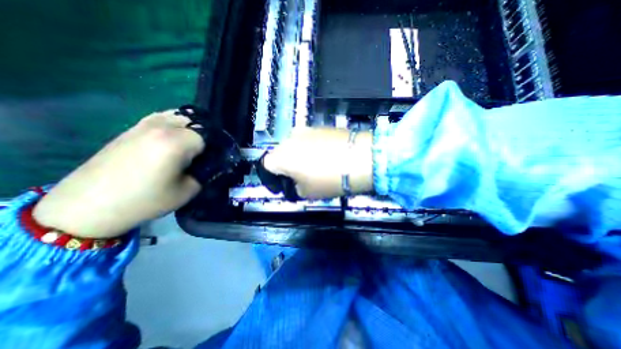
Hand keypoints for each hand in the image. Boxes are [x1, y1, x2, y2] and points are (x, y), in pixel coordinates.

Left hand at [33, 110, 203, 239]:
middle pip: (197, 123)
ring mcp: (145, 124)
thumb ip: (206, 173)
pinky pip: (163, 118)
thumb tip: (215, 164)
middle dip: (208, 137)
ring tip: (194, 146)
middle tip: (208, 154)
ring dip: (193, 128)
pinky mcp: (133, 128)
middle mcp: (162, 126)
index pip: (210, 136)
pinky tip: (176, 139)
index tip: (220, 159)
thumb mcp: (188, 191)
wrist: (89, 205)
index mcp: (176, 141)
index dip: (218, 148)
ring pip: (181, 117)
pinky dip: (176, 125)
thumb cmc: (145, 200)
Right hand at [263, 127, 372, 199]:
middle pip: (281, 154)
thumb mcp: (307, 193)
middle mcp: (290, 138)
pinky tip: (326, 157)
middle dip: (287, 167)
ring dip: (300, 157)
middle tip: (301, 178)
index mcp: (281, 155)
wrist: (361, 158)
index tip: (284, 185)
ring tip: (316, 167)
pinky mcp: (321, 126)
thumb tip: (296, 182)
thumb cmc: (330, 179)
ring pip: (296, 146)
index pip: (266, 165)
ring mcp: (307, 129)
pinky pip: (310, 140)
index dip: (273, 178)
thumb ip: (295, 187)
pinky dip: (312, 149)